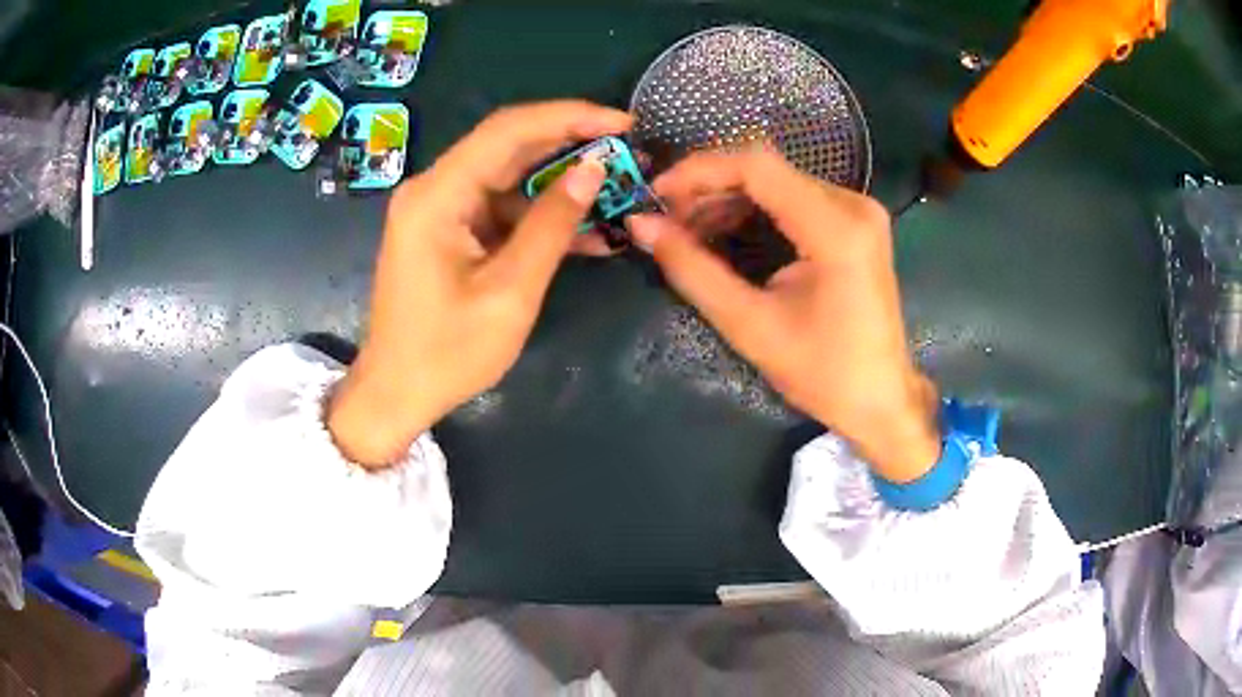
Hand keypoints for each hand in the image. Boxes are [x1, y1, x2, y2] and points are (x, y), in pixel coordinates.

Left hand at [329, 101, 632, 467]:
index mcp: (437, 195)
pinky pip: (501, 208)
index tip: (623, 122)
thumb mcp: (509, 292)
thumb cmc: (446, 353)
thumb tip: (593, 170)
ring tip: (618, 188)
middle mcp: (434, 188)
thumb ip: (551, 225)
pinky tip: (586, 230)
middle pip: (509, 145)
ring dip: (561, 182)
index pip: (508, 130)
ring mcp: (440, 208)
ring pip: (510, 175)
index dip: (569, 117)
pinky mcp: (449, 229)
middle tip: (627, 149)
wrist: (396, 393)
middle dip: (570, 142)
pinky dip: (540, 216)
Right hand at [627, 151, 940, 482]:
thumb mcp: (751, 326)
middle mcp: (853, 205)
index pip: (758, 167)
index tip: (656, 194)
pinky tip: (722, 232)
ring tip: (686, 231)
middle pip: (766, 169)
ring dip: (726, 199)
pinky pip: (793, 198)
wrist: (881, 399)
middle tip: (666, 220)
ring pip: (776, 181)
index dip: (700, 170)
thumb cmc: (823, 373)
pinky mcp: (854, 223)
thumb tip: (641, 226)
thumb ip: (693, 271)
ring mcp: (858, 211)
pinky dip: (752, 210)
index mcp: (837, 229)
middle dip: (708, 188)